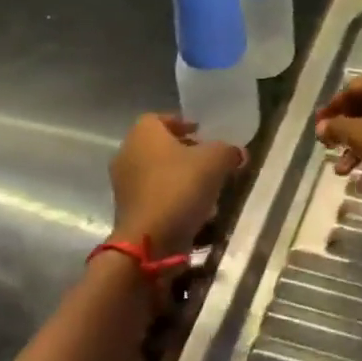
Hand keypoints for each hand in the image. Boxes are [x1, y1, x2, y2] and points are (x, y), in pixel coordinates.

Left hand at [109, 115, 242, 255]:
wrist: (150, 241)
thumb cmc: (180, 187)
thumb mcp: (216, 161)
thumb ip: (228, 151)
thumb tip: (237, 153)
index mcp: (143, 133)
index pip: (161, 118)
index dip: (183, 123)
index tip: (203, 133)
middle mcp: (127, 153)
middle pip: (160, 146)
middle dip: (184, 151)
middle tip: (209, 159)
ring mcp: (124, 184)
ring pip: (157, 172)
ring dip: (180, 176)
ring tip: (207, 186)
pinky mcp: (128, 211)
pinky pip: (155, 195)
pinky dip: (173, 197)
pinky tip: (195, 209)